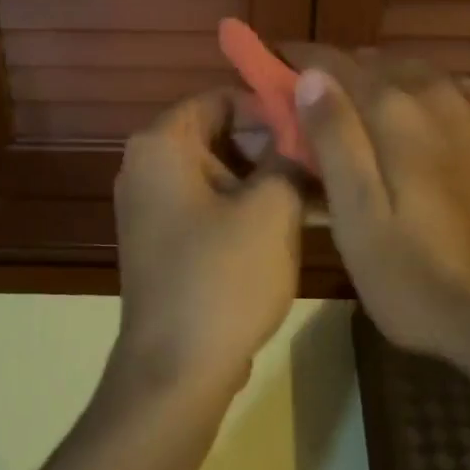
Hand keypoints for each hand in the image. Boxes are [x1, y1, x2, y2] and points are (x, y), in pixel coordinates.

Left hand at [113, 90, 301, 394]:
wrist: (176, 372)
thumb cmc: (223, 277)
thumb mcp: (271, 209)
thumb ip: (288, 157)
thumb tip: (303, 132)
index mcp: (162, 144)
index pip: (221, 97)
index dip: (270, 107)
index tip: (314, 125)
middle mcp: (147, 166)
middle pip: (219, 133)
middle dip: (272, 144)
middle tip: (322, 159)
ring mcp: (152, 206)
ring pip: (219, 171)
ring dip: (266, 178)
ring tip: (319, 190)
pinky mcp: (164, 240)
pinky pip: (209, 204)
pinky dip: (246, 206)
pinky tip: (295, 220)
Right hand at [286, 48, 469, 386]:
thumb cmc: (420, 277)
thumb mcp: (358, 219)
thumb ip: (335, 139)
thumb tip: (312, 77)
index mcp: (395, 110)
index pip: (334, 62)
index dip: (299, 60)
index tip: (273, 66)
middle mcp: (437, 94)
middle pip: (376, 62)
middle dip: (338, 73)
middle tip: (312, 104)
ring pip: (416, 72)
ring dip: (381, 80)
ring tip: (360, 110)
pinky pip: (453, 91)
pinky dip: (424, 93)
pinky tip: (421, 119)